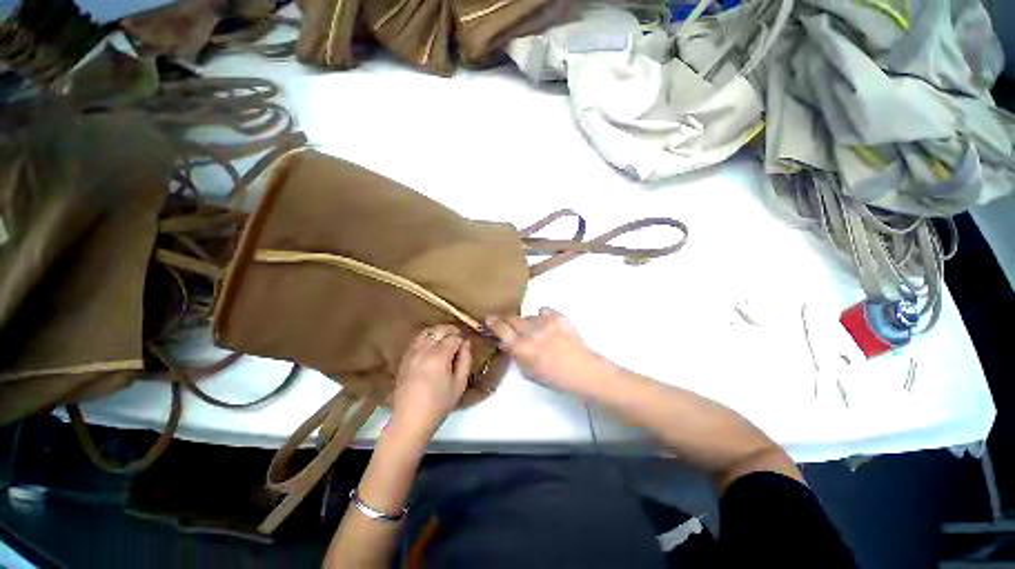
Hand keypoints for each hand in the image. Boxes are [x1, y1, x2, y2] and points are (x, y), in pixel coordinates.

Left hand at [391, 325, 471, 441]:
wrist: (411, 420)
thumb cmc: (439, 405)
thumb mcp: (460, 385)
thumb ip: (465, 360)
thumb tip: (466, 344)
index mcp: (438, 358)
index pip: (454, 337)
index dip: (462, 340)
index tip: (465, 348)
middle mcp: (423, 351)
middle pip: (439, 330)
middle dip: (451, 331)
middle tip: (458, 339)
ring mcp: (411, 353)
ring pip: (426, 332)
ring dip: (438, 332)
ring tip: (445, 340)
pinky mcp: (404, 358)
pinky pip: (416, 340)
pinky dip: (426, 337)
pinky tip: (431, 346)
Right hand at [484, 308, 603, 393]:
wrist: (582, 370)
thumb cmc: (554, 378)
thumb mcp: (528, 373)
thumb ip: (515, 356)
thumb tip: (505, 343)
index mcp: (521, 348)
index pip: (501, 329)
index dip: (493, 323)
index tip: (488, 319)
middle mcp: (531, 332)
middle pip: (512, 319)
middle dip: (507, 321)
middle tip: (509, 326)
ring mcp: (545, 322)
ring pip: (528, 316)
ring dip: (527, 323)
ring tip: (537, 333)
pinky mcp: (558, 317)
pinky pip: (543, 311)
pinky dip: (542, 317)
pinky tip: (547, 326)